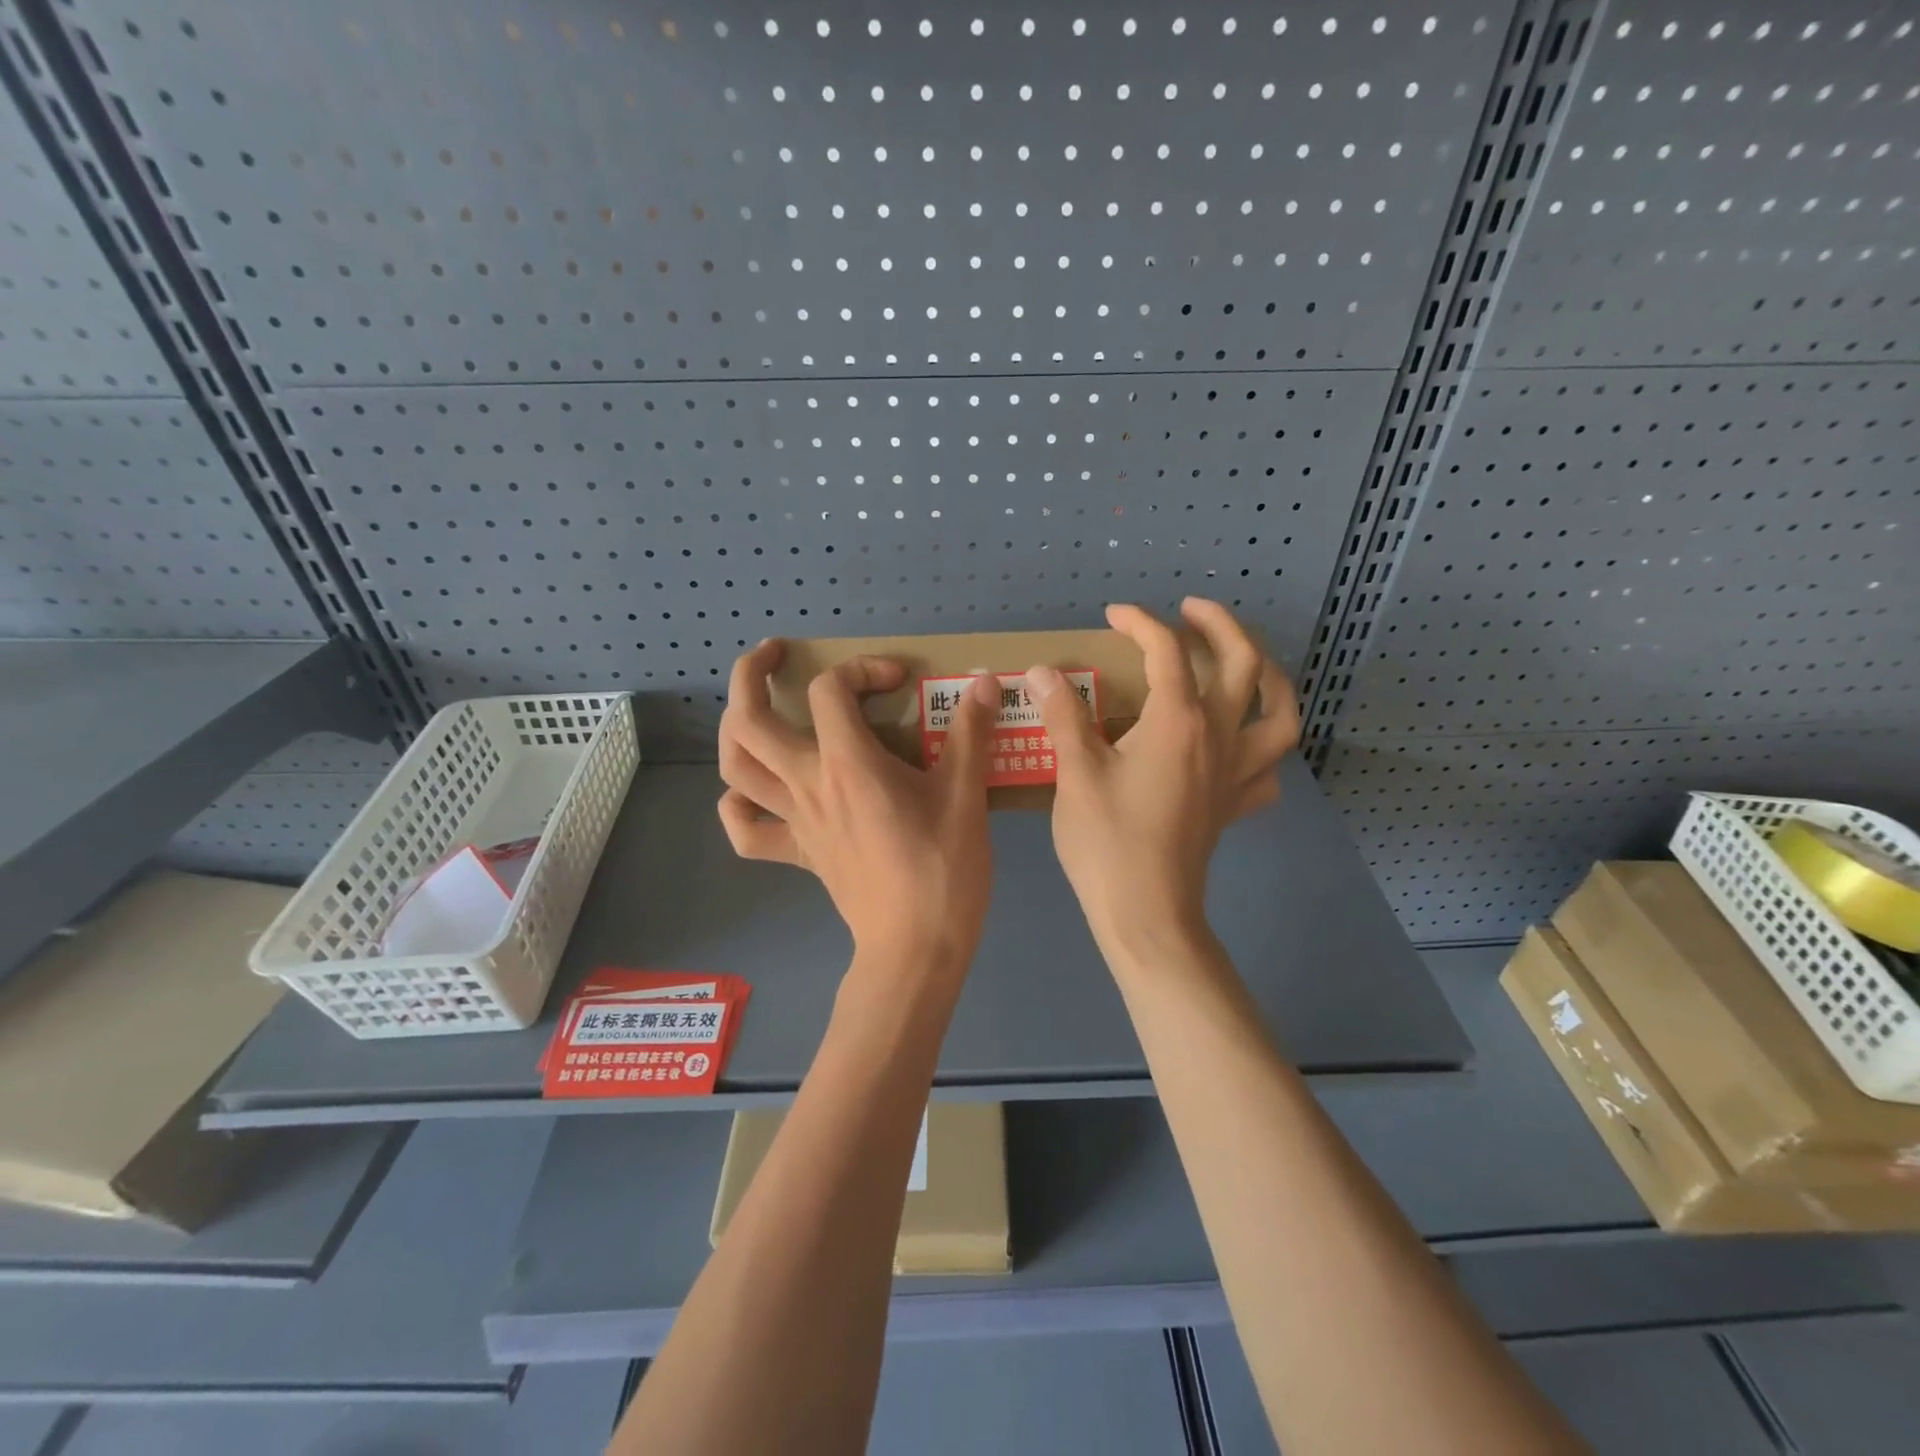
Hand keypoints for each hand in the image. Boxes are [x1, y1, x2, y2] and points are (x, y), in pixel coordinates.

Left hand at [717, 640, 1000, 970]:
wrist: (916, 947)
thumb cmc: (943, 869)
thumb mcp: (966, 795)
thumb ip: (972, 733)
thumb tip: (985, 682)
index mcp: (848, 764)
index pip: (830, 690)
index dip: (861, 669)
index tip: (899, 682)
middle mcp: (808, 784)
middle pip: (748, 720)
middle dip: (749, 674)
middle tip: (774, 656)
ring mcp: (795, 821)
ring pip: (735, 768)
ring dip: (734, 729)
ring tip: (756, 709)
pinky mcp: (796, 854)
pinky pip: (747, 831)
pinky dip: (738, 806)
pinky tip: (754, 792)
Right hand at [1026, 599, 1300, 960]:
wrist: (1146, 913)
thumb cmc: (1107, 842)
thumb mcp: (1076, 773)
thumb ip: (1064, 715)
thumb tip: (1043, 672)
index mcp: (1179, 722)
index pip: (1167, 652)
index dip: (1140, 623)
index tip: (1113, 615)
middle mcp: (1220, 737)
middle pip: (1245, 664)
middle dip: (1220, 626)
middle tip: (1190, 612)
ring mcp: (1235, 773)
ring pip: (1280, 713)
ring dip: (1269, 676)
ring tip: (1246, 663)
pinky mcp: (1234, 805)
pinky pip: (1267, 767)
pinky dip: (1262, 745)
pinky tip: (1241, 743)